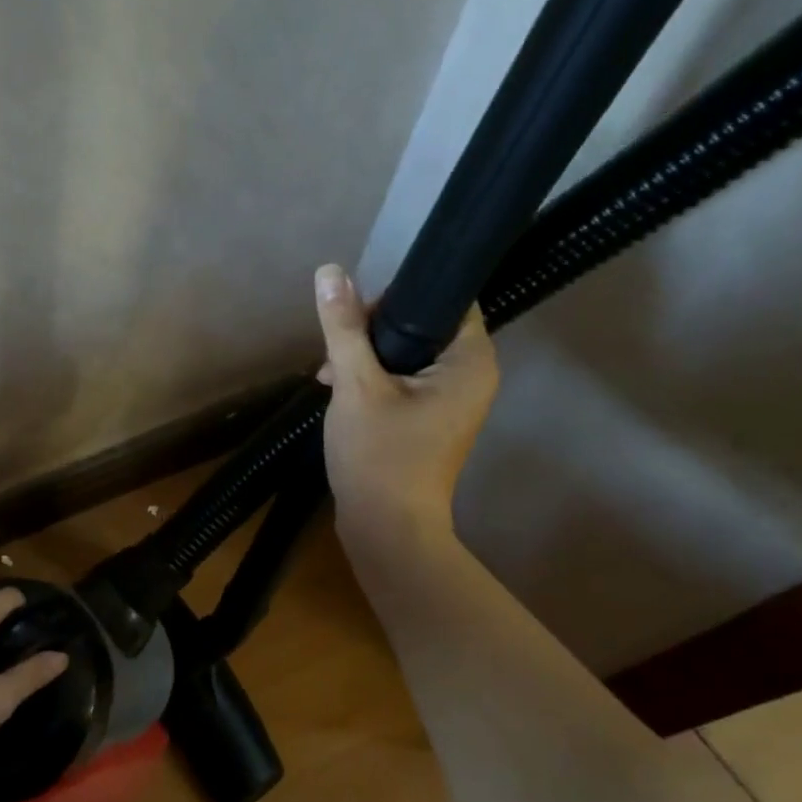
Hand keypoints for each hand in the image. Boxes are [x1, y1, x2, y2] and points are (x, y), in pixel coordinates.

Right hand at [313, 263, 499, 537]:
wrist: (385, 529)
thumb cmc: (378, 456)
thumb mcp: (355, 385)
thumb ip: (344, 328)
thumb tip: (329, 271)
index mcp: (470, 361)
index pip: (445, 300)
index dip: (397, 298)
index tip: (357, 314)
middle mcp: (472, 376)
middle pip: (423, 327)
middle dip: (372, 333)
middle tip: (336, 349)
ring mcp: (453, 402)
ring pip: (408, 357)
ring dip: (367, 358)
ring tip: (329, 376)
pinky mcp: (431, 422)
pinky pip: (404, 383)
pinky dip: (373, 382)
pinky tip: (338, 392)